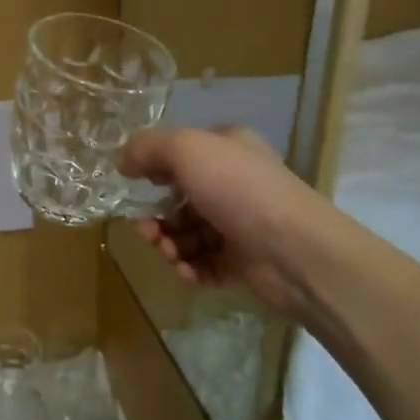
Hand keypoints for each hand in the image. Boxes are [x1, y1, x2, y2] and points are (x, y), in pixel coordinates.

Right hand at [119, 125, 339, 323]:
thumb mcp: (186, 149)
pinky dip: (190, 267)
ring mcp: (242, 224)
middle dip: (157, 214)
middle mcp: (236, 182)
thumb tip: (122, 161)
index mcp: (228, 148)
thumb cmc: (239, 189)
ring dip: (169, 243)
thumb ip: (147, 148)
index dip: (155, 166)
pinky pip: (206, 263)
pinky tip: (185, 271)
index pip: (183, 151)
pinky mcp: (246, 262)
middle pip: (181, 196)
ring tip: (167, 254)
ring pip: (190, 232)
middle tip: (146, 230)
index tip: (135, 182)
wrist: (298, 253)